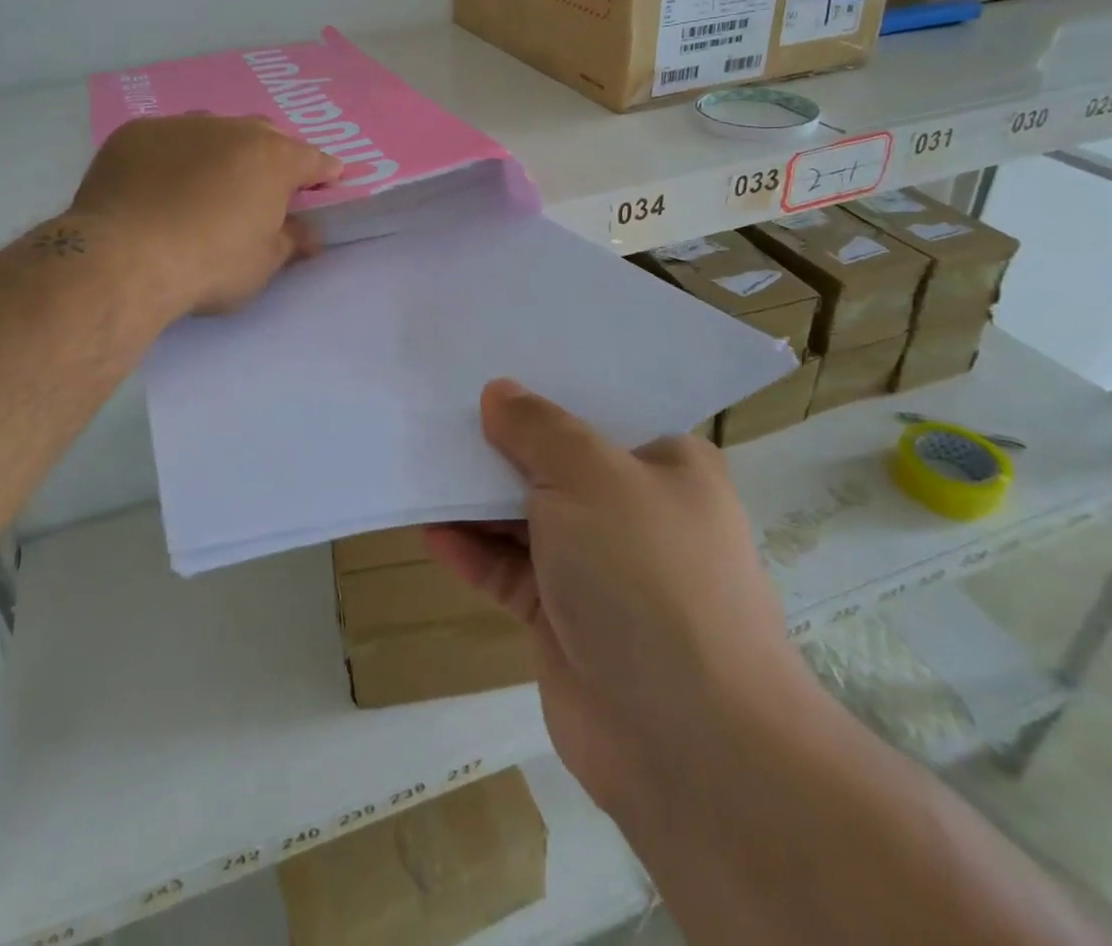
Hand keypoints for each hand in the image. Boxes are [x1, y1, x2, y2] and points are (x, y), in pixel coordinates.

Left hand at [69, 115, 340, 315]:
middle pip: (264, 135)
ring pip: (213, 131)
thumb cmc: (210, 265)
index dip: (323, 172)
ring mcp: (180, 126)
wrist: (124, 259)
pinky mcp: (135, 134)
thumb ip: (290, 241)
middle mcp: (231, 130)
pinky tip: (160, 185)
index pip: (312, 159)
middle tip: (266, 185)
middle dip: (272, 155)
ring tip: (211, 181)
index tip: (328, 180)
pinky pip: (167, 140)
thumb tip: (309, 234)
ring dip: (221, 151)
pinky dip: (174, 158)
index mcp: (273, 159)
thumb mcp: (262, 264)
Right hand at [427, 380, 821, 822]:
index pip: (602, 410)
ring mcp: (601, 568)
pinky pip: (511, 571)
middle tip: (441, 409)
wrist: (688, 744)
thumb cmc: (648, 575)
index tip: (491, 366)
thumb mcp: (591, 476)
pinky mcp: (566, 618)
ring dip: (480, 499)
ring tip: (422, 464)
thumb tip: (499, 392)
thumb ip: (538, 428)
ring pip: (529, 517)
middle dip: (503, 442)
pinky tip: (431, 530)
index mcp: (667, 464)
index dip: (547, 388)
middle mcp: (636, 510)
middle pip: (558, 462)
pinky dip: (475, 551)